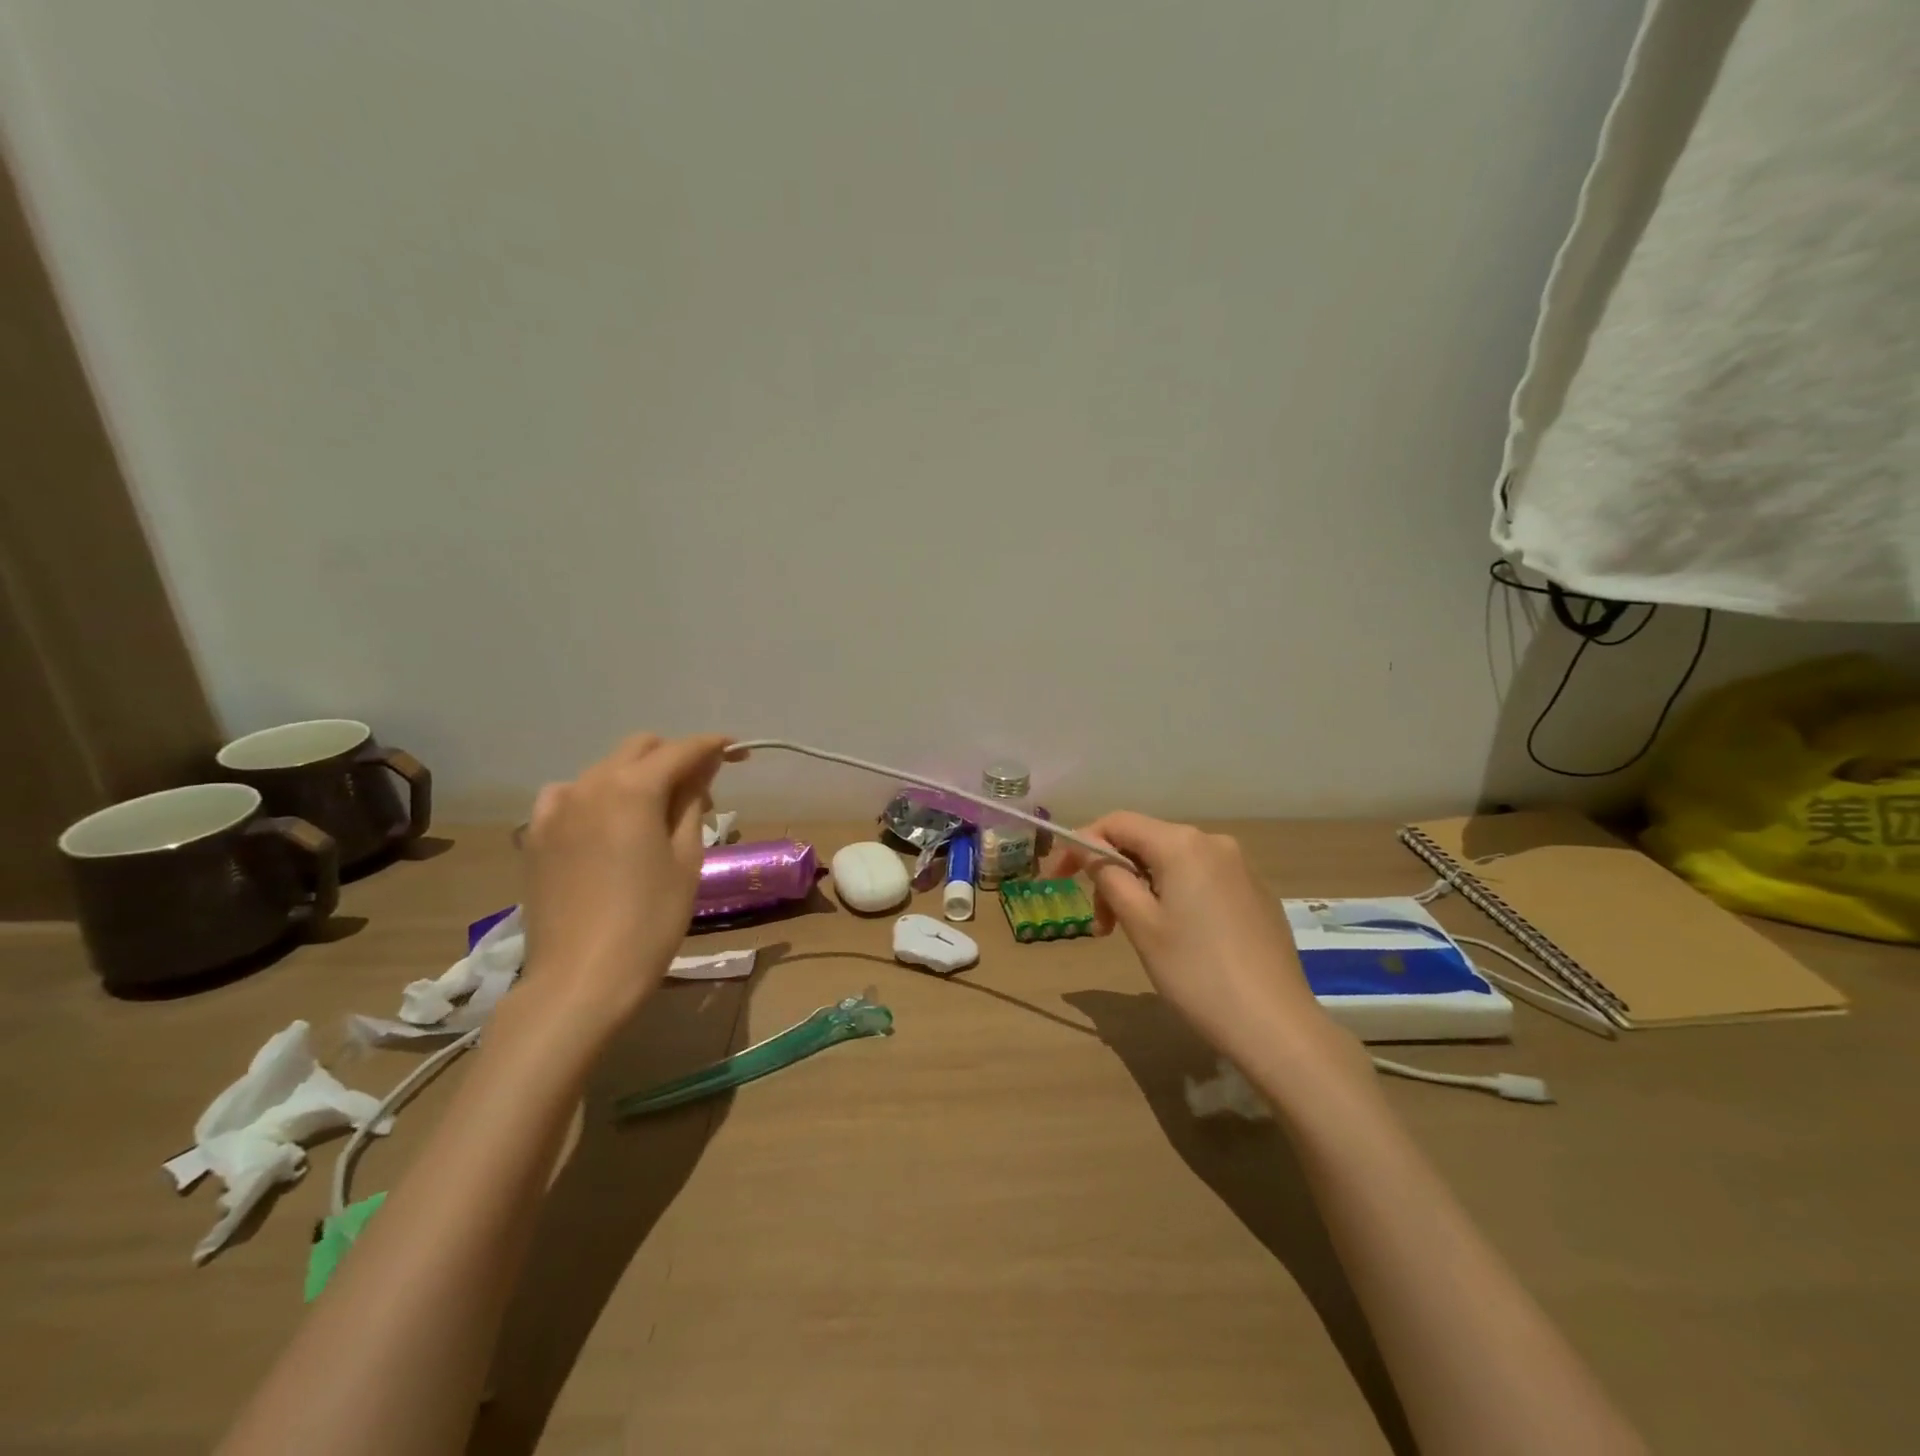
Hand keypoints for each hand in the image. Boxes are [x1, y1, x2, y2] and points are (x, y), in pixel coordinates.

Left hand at [520, 733, 732, 1027]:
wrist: (581, 978)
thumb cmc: (650, 920)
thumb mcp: (686, 858)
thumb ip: (692, 803)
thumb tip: (702, 769)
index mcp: (633, 788)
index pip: (682, 750)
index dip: (714, 746)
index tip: (738, 752)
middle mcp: (590, 784)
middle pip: (640, 749)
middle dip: (675, 758)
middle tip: (702, 792)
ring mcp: (556, 808)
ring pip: (606, 769)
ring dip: (638, 776)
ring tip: (656, 814)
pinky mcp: (536, 834)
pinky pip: (571, 795)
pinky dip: (598, 797)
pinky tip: (609, 825)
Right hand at [1052, 813, 1352, 1071]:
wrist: (1276, 1026)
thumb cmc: (1196, 973)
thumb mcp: (1141, 925)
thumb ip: (1110, 878)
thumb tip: (1091, 852)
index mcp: (1183, 844)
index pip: (1117, 823)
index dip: (1081, 844)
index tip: (1057, 878)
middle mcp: (1214, 843)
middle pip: (1145, 842)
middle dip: (1113, 874)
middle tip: (1101, 925)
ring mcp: (1241, 868)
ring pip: (1173, 863)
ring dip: (1141, 889)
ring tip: (1135, 935)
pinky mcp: (1256, 894)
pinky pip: (1201, 880)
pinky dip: (1174, 897)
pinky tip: (1177, 938)